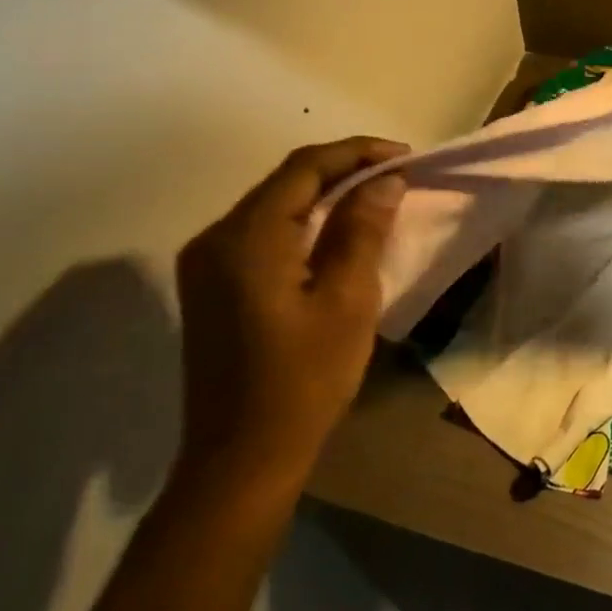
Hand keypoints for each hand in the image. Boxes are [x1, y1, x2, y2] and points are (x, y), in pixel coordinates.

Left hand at [173, 138, 407, 495]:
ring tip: (375, 194)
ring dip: (325, 191)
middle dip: (343, 168)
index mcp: (247, 237)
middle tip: (396, 173)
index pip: (305, 167)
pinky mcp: (211, 285)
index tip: (404, 156)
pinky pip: (263, 230)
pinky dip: (305, 218)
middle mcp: (216, 238)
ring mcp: (207, 263)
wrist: (241, 458)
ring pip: (274, 203)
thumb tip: (384, 180)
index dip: (357, 152)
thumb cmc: (303, 379)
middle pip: (285, 180)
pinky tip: (336, 229)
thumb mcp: (348, 300)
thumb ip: (363, 230)